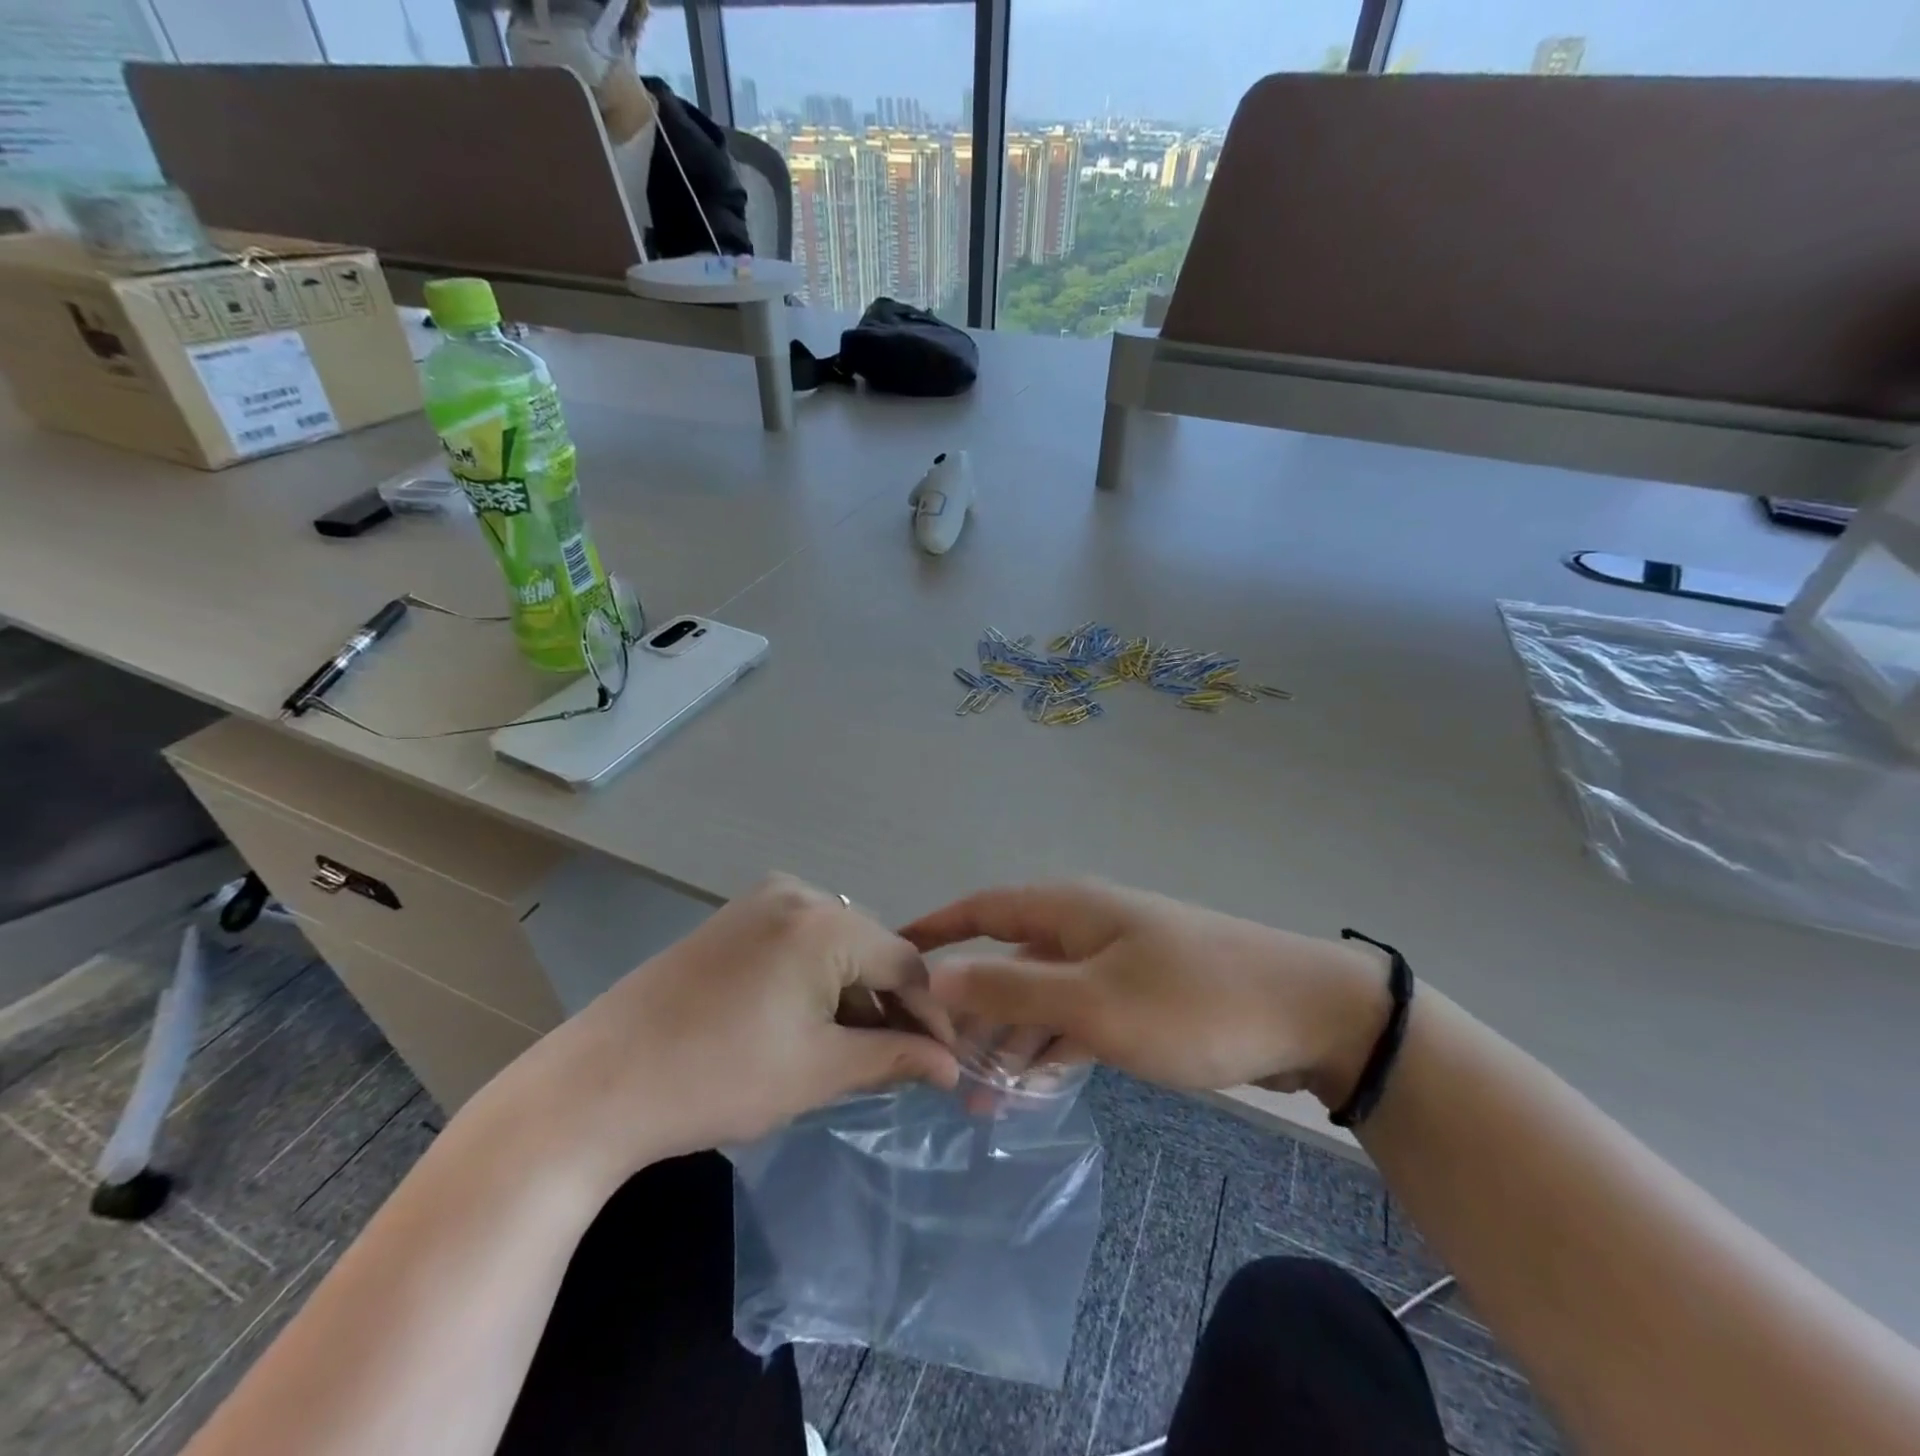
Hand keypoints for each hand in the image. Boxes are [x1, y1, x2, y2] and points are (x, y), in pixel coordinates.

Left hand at [475, 875, 960, 1192]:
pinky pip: (798, 943)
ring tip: (857, 1049)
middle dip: (890, 1004)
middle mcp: (798, 893)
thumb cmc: (720, 1078)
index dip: (930, 1014)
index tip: (948, 1060)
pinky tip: (810, 1023)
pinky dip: (816, 981)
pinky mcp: (732, 919)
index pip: (905, 964)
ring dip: (853, 994)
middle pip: (871, 949)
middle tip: (904, 1060)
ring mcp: (759, 901)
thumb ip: (895, 1057)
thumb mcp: (819, 1071)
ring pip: (835, 946)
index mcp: (825, 923)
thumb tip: (952, 1064)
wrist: (597, 1085)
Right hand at [901, 880, 1386, 1103]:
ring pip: (1042, 994)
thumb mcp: (1094, 1002)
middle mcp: (1084, 925)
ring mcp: (1114, 960)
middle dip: (971, 1005)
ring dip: (1012, 1037)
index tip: (891, 958)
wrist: (1311, 1013)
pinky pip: (1078, 1016)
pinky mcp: (1140, 995)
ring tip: (978, 1095)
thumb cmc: (1192, 1000)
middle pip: (1007, 957)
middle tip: (934, 1057)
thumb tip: (937, 974)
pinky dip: (1054, 1046)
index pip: (981, 908)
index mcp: (1067, 909)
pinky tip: (1034, 1087)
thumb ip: (1011, 988)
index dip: (934, 928)